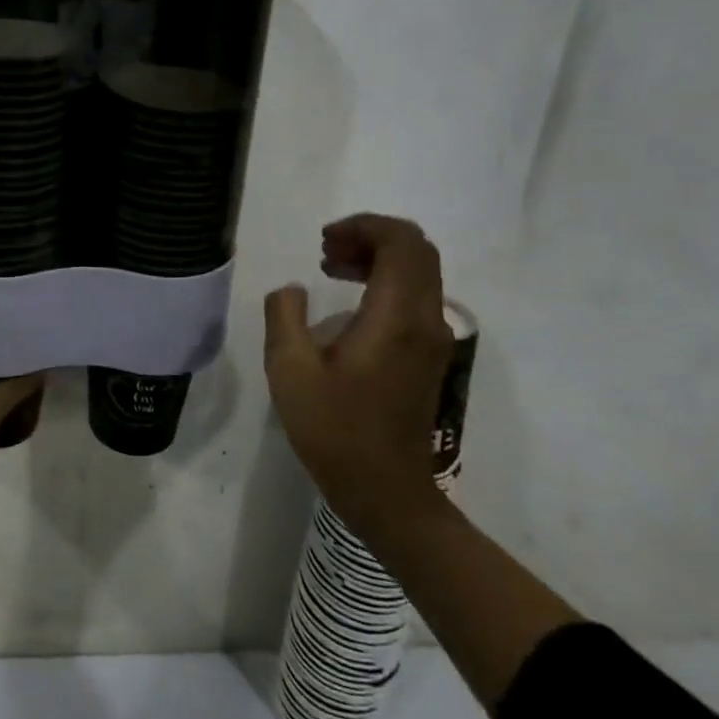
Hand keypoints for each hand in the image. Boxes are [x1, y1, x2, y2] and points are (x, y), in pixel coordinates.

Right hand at [263, 214, 452, 532]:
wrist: (386, 491)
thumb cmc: (334, 430)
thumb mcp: (289, 370)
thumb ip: (284, 316)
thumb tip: (292, 290)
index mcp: (396, 318)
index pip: (402, 243)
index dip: (364, 227)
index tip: (324, 241)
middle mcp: (426, 320)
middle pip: (417, 251)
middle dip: (370, 237)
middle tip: (325, 252)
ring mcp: (433, 339)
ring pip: (419, 272)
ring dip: (378, 257)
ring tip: (331, 268)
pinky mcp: (429, 355)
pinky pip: (416, 295)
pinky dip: (385, 281)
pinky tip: (350, 300)